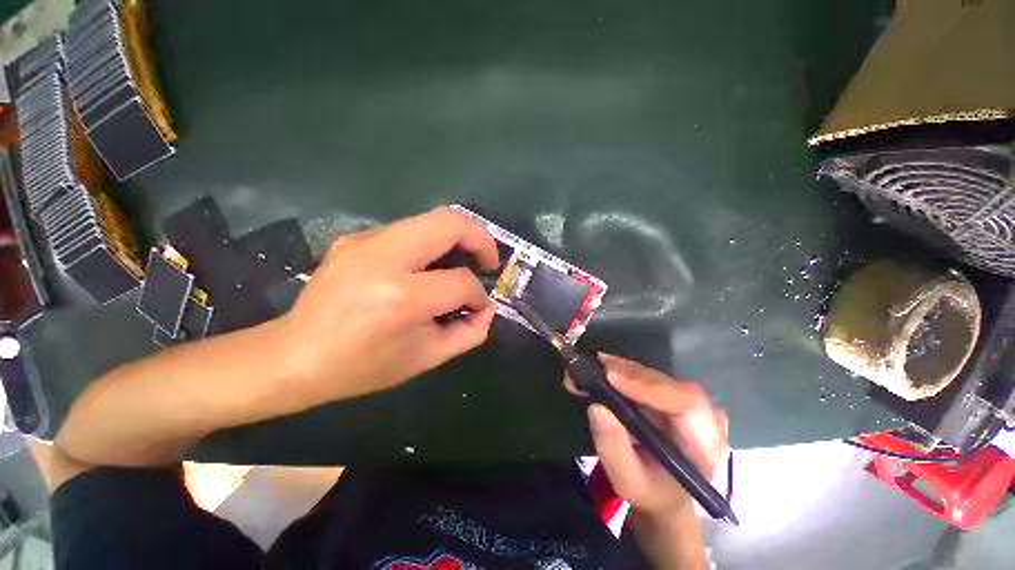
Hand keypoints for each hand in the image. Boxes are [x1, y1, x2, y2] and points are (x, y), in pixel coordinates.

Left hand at [275, 207, 499, 410]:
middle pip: (448, 222)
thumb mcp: (419, 361)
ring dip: (447, 237)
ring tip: (453, 262)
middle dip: (478, 237)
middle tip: (486, 260)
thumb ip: (464, 335)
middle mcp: (383, 258)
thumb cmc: (358, 369)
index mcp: (401, 297)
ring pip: (423, 220)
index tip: (477, 307)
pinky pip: (397, 231)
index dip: (478, 295)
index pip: (460, 281)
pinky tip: (411, 270)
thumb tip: (485, 310)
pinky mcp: (349, 239)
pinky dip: (417, 244)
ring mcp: (362, 242)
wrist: (298, 355)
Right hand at [567, 355, 728, 519]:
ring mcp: (702, 409)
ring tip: (593, 367)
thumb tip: (597, 407)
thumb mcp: (628, 483)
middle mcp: (712, 420)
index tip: (611, 376)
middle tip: (593, 365)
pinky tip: (608, 374)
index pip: (688, 405)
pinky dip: (632, 379)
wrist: (671, 500)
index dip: (650, 388)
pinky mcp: (687, 404)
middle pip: (676, 388)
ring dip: (629, 374)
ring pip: (666, 383)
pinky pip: (661, 386)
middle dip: (633, 375)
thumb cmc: (653, 496)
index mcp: (708, 447)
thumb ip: (614, 449)